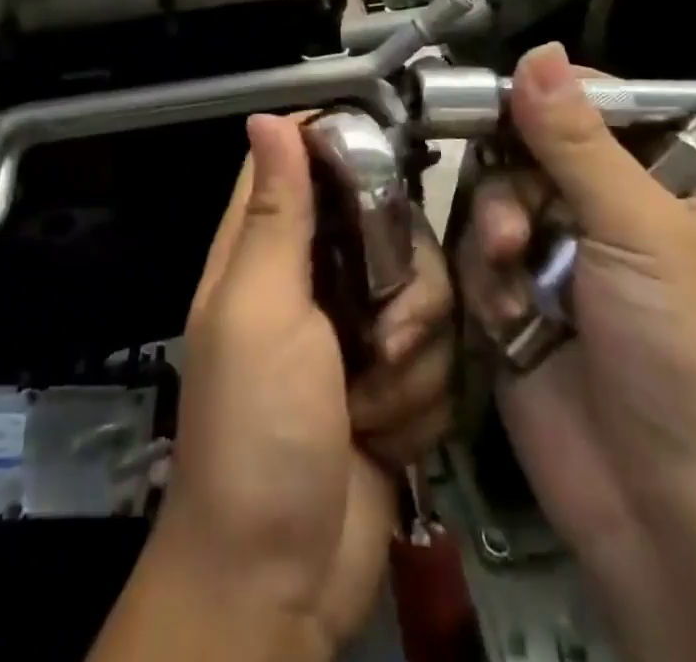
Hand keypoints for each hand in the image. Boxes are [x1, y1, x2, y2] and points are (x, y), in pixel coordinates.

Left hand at [136, 114, 424, 658]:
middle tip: (384, 335)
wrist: (281, 578)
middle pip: (391, 228)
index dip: (348, 147)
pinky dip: (420, 398)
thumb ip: (275, 214)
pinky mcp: (392, 381)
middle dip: (406, 287)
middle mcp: (314, 277)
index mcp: (267, 247)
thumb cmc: (257, 431)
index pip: (305, 161)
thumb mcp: (260, 311)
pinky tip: (386, 434)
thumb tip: (265, 116)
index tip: (394, 163)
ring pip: (426, 294)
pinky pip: (438, 355)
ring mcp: (356, 331)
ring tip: (371, 403)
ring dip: (413, 359)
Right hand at [456, 44, 695, 657]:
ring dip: (496, 228)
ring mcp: (567, 255)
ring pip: (501, 194)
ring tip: (508, 269)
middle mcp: (621, 210)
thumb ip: (578, 142)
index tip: (509, 97)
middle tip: (514, 216)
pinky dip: (485, 275)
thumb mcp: (642, 234)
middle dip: (518, 177)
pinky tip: (505, 313)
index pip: (610, 105)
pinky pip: (481, 250)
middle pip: (539, 146)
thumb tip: (536, 52)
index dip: (559, 95)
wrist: (667, 522)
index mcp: (680, 184)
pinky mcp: (522, 297)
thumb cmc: (688, 359)